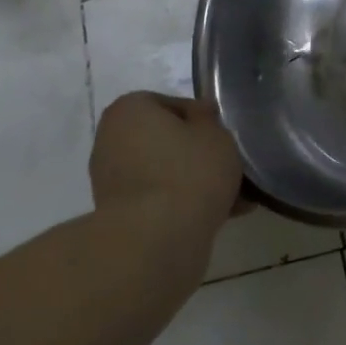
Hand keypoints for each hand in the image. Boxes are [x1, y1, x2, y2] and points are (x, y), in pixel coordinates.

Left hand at [90, 93, 243, 231]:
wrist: (156, 239)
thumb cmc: (188, 172)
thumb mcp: (215, 134)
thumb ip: (209, 119)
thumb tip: (200, 115)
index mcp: (129, 110)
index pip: (172, 105)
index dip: (204, 121)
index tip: (225, 138)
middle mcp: (111, 139)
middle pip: (166, 140)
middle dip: (198, 154)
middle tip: (230, 168)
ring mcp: (111, 180)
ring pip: (164, 172)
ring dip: (194, 182)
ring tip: (233, 198)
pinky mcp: (119, 214)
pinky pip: (159, 200)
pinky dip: (183, 204)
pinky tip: (219, 216)